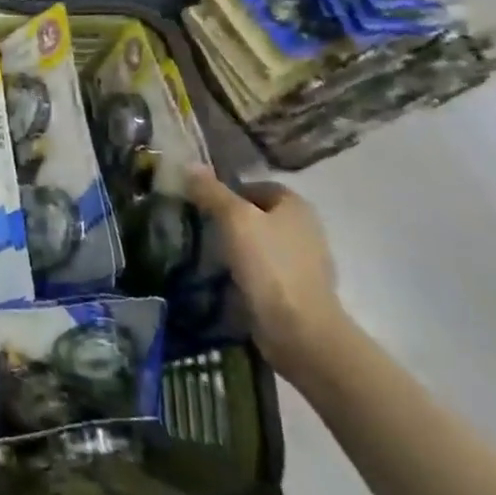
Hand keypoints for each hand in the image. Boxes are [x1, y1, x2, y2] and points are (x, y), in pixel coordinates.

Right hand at [186, 167, 348, 381]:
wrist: (300, 330)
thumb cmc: (269, 264)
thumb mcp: (234, 219)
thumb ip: (212, 191)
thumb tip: (189, 164)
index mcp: (296, 205)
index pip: (256, 186)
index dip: (228, 191)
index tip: (201, 204)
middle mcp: (305, 228)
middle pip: (258, 214)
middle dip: (231, 219)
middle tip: (200, 226)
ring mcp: (304, 262)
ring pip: (261, 243)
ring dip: (238, 247)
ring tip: (207, 253)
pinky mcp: (297, 290)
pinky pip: (265, 271)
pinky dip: (247, 272)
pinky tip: (227, 279)